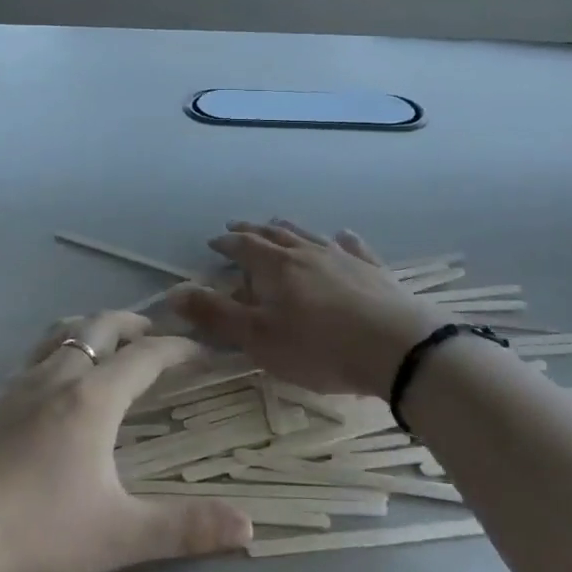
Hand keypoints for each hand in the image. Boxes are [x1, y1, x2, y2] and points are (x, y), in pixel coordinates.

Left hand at [0, 311, 251, 571]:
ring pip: (61, 332)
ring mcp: (15, 386)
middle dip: (135, 324)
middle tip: (155, 337)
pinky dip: (57, 351)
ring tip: (108, 344)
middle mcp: (57, 377)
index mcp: (93, 399)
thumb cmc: (35, 534)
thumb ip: (185, 529)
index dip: (179, 349)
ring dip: (92, 328)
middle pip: (101, 326)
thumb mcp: (119, 536)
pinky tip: (51, 384)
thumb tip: (249, 527)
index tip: (202, 351)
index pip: (147, 356)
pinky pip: (31, 358)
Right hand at [171, 220, 449, 398]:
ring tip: (278, 223)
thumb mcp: (259, 338)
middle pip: (275, 234)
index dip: (227, 244)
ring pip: (309, 235)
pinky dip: (341, 240)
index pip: (244, 247)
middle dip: (253, 231)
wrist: (397, 347)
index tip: (214, 241)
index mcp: (276, 267)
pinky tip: (343, 236)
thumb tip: (173, 292)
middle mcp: (307, 252)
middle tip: (238, 227)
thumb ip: (216, 315)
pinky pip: (352, 246)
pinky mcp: (374, 270)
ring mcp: (343, 257)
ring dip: (289, 229)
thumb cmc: (319, 347)